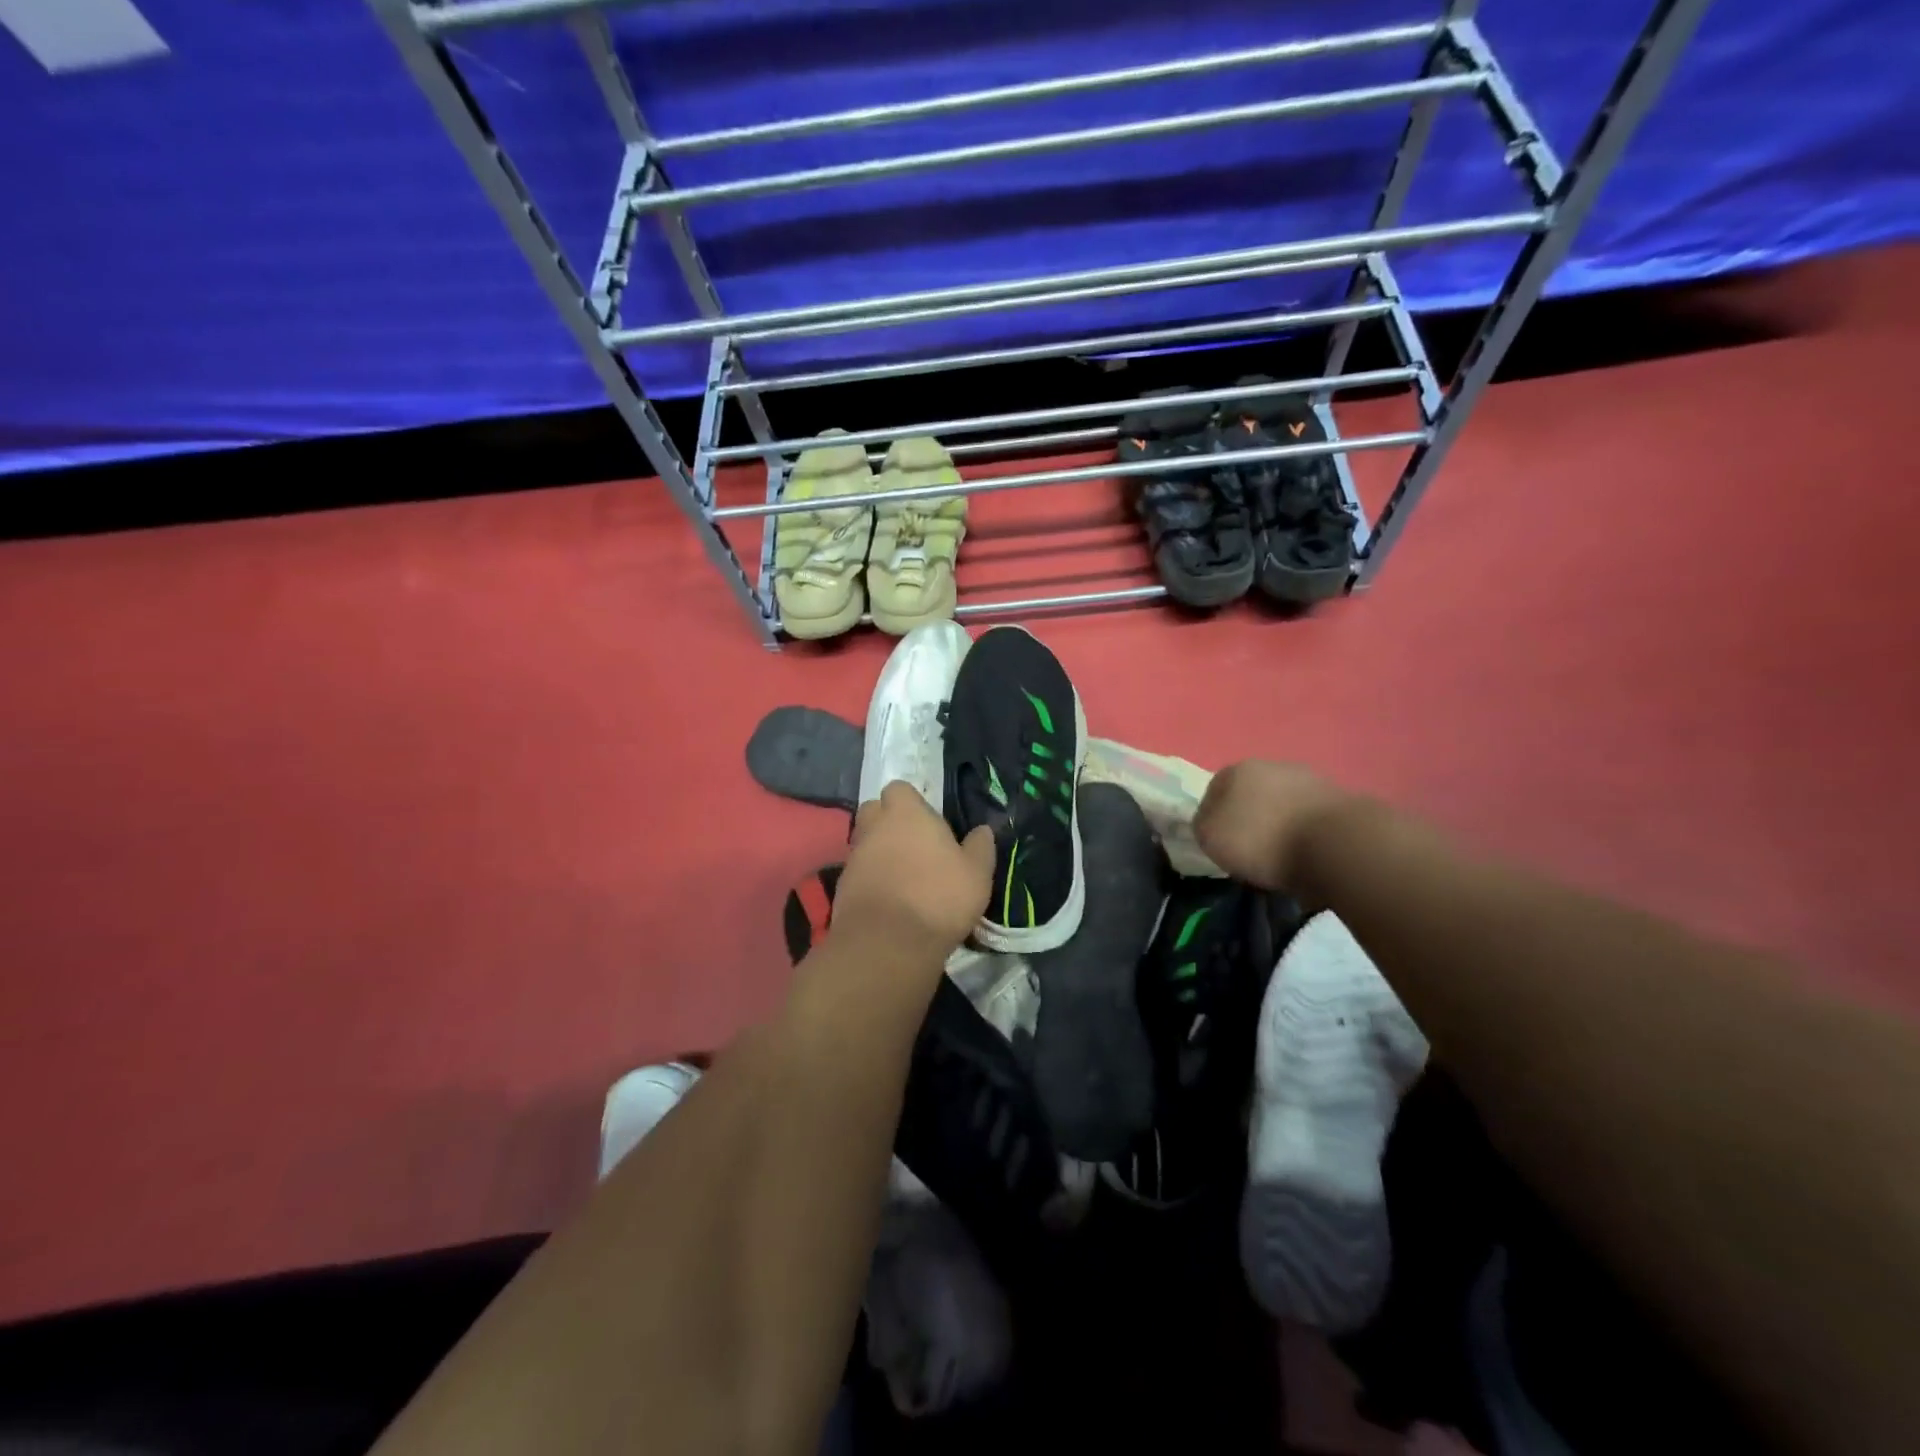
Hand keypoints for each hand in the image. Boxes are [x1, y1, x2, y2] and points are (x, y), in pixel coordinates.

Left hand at [835, 781, 994, 954]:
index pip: (899, 788)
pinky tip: (889, 898)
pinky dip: (870, 878)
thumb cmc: (939, 897)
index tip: (928, 821)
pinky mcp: (841, 885)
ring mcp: (854, 856)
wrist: (887, 943)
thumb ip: (980, 847)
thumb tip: (983, 831)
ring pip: (865, 841)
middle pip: (874, 810)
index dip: (912, 802)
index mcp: (906, 813)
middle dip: (888, 821)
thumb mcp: (977, 873)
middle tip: (913, 843)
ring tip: (903, 874)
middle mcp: (874, 827)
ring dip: (879, 851)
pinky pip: (858, 871)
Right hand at [1194, 759, 1351, 893]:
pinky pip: (1310, 817)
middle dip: (1249, 818)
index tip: (1220, 844)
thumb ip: (1202, 825)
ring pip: (1282, 804)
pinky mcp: (1340, 799)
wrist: (1335, 844)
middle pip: (1250, 794)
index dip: (1213, 818)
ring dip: (1279, 824)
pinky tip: (1307, 853)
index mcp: (1236, 770)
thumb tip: (1210, 821)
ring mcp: (1309, 779)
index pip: (1213, 790)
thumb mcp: (1210, 838)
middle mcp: (1272, 765)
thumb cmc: (1261, 839)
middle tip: (1250, 850)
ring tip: (1281, 856)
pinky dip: (1305, 833)